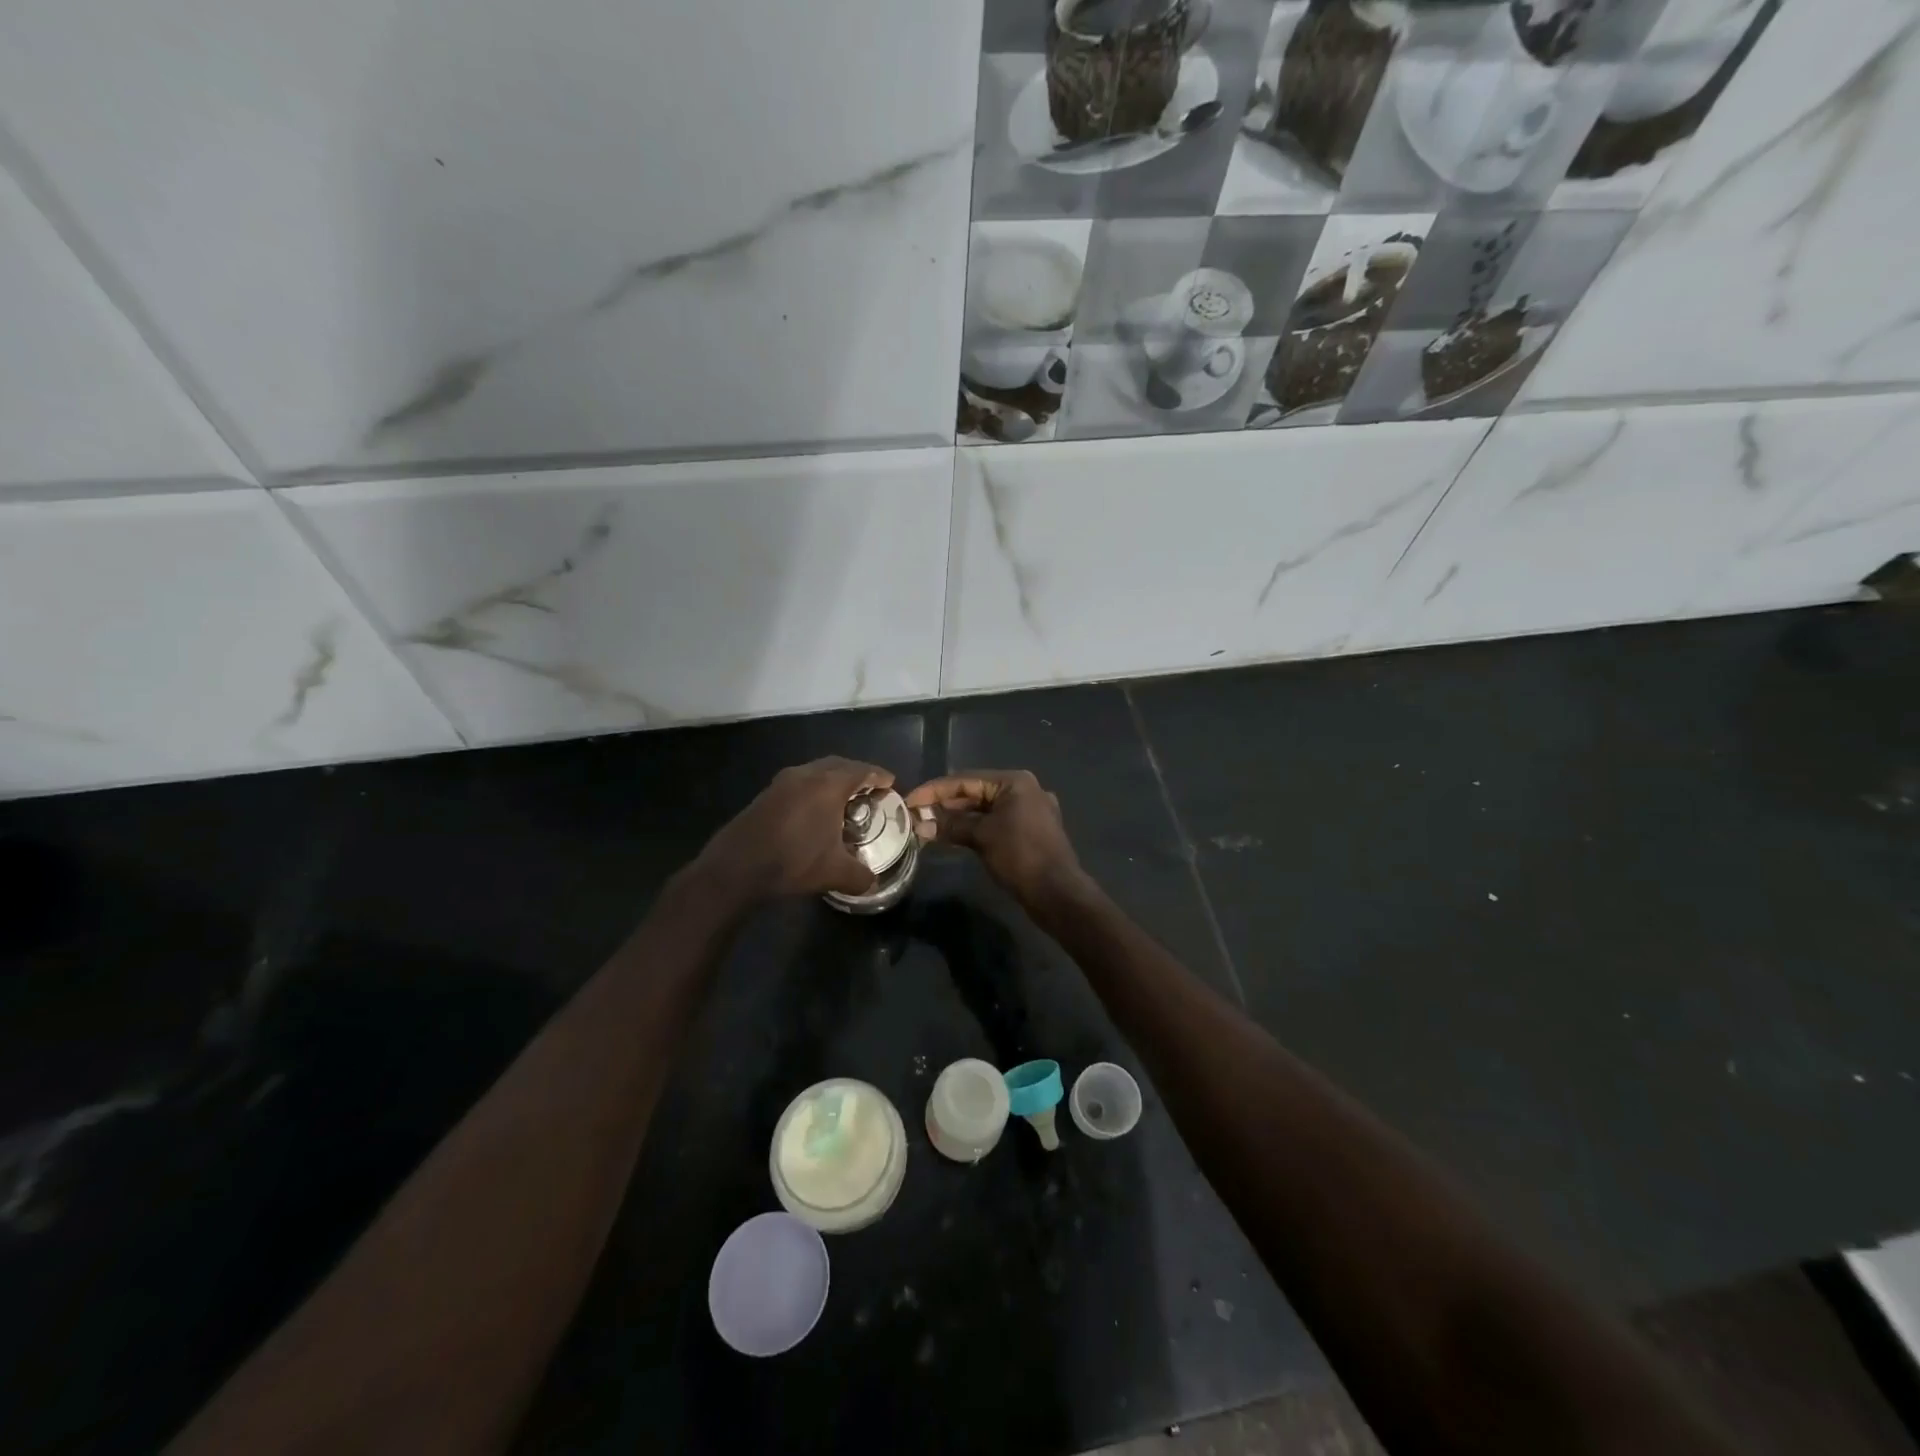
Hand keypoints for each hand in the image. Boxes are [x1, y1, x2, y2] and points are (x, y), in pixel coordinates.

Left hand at [697, 757, 891, 900]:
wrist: (735, 868)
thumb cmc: (792, 862)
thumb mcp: (834, 873)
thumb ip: (860, 875)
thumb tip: (872, 881)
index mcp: (828, 785)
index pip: (862, 770)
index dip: (879, 776)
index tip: (891, 784)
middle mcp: (806, 775)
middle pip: (839, 764)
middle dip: (857, 774)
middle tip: (870, 790)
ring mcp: (782, 782)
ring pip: (816, 771)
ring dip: (833, 780)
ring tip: (844, 800)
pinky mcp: (766, 794)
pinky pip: (799, 782)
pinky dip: (814, 789)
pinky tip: (814, 812)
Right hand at [905, 769, 1085, 908]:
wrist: (1057, 892)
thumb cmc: (1020, 856)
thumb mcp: (982, 837)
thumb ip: (950, 826)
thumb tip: (920, 825)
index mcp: (1015, 782)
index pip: (966, 779)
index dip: (935, 790)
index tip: (910, 800)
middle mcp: (1025, 789)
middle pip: (976, 791)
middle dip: (946, 803)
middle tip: (917, 814)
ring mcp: (1030, 810)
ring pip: (986, 808)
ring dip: (959, 816)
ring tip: (930, 824)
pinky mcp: (1031, 830)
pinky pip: (996, 821)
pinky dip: (975, 826)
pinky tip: (955, 835)